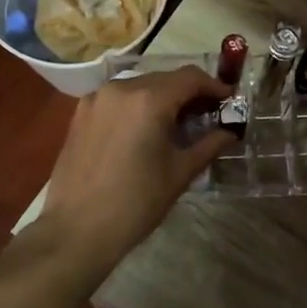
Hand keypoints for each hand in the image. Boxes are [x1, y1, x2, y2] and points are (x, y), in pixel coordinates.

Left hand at [39, 66, 232, 265]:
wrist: (76, 229)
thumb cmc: (136, 203)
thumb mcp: (180, 173)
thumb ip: (209, 144)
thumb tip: (230, 131)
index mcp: (148, 99)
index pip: (190, 77)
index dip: (214, 86)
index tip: (229, 101)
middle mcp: (121, 88)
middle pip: (165, 79)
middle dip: (189, 93)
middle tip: (208, 115)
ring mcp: (97, 98)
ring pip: (140, 86)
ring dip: (163, 98)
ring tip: (177, 124)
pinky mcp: (80, 113)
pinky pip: (119, 99)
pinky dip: (138, 106)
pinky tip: (145, 130)